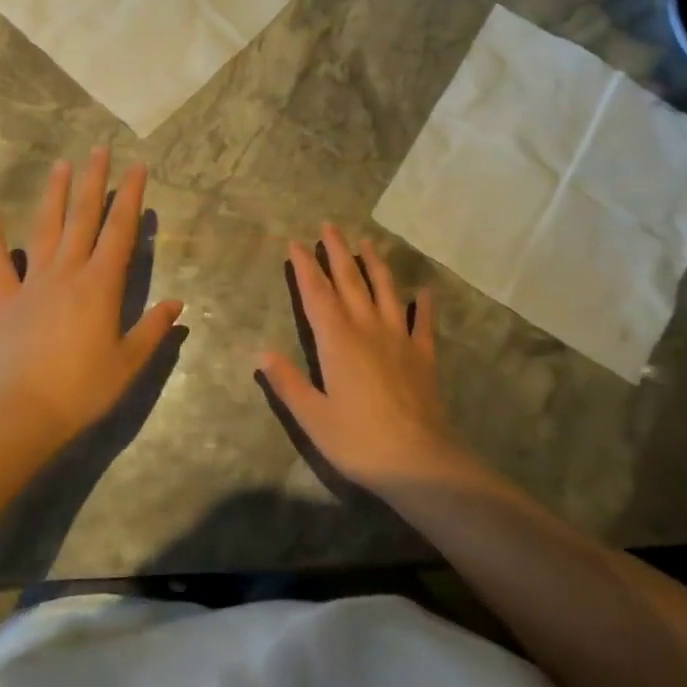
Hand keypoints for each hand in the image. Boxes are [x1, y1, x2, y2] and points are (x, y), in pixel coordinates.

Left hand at [0, 147, 183, 447]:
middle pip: (83, 217)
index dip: (131, 196)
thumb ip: (153, 329)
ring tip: (61, 164)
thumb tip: (177, 303)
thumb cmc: (82, 389)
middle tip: (99, 149)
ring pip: (45, 228)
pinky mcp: (2, 300)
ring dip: (54, 195)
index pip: (121, 230)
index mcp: (101, 284)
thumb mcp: (129, 363)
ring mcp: (31, 283)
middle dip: (93, 181)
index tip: (137, 166)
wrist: (20, 414)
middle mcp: (67, 272)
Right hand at [256, 224, 458, 488]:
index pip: (316, 294)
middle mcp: (367, 328)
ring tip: (368, 242)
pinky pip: (423, 321)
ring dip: (375, 264)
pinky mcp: (424, 354)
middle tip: (330, 226)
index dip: (304, 267)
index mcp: (336, 341)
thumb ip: (288, 382)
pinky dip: (424, 304)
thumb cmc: (357, 440)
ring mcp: (399, 338)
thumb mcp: (312, 416)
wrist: (418, 460)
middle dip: (337, 252)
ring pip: (386, 290)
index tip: (295, 243)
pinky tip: (424, 290)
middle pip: (350, 281)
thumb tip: (262, 352)